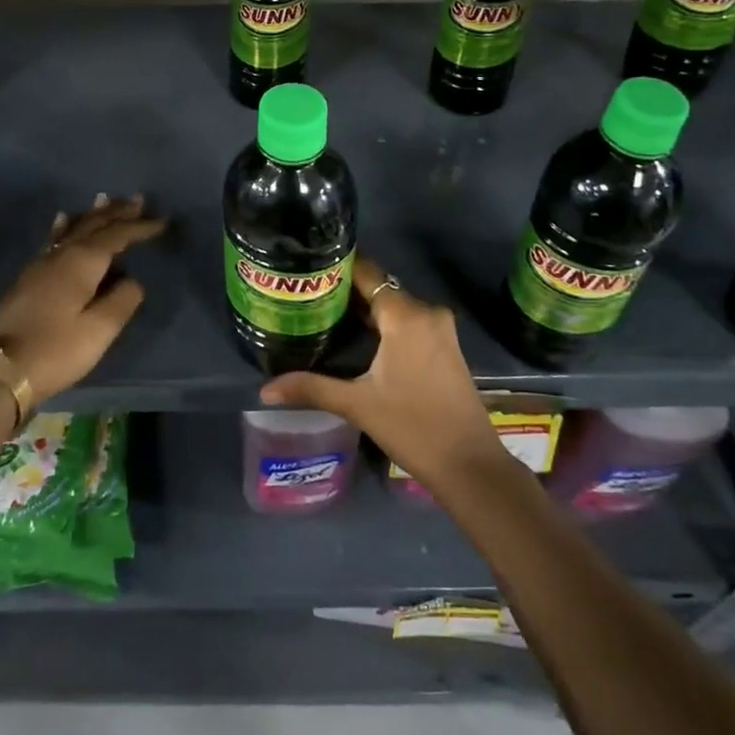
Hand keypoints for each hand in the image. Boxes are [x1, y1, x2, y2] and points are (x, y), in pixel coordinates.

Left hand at [0, 194, 165, 404]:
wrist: (1, 369)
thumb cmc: (57, 349)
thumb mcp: (100, 329)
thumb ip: (123, 299)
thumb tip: (132, 280)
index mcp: (82, 261)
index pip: (117, 235)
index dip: (139, 227)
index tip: (161, 222)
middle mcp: (61, 254)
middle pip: (92, 224)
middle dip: (116, 212)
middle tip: (137, 199)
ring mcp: (41, 263)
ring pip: (72, 228)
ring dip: (92, 214)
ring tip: (104, 199)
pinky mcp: (29, 277)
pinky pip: (55, 239)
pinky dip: (65, 226)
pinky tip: (62, 222)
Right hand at [258, 254, 505, 490]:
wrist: (470, 465)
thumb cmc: (413, 428)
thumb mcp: (357, 405)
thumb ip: (311, 387)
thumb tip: (264, 389)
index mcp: (406, 316)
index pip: (367, 273)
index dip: (337, 268)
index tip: (306, 269)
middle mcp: (426, 311)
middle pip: (379, 288)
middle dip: (345, 291)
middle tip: (306, 296)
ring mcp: (440, 328)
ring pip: (394, 305)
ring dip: (364, 309)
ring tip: (324, 314)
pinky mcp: (446, 345)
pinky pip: (408, 320)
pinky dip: (384, 323)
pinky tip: (357, 337)